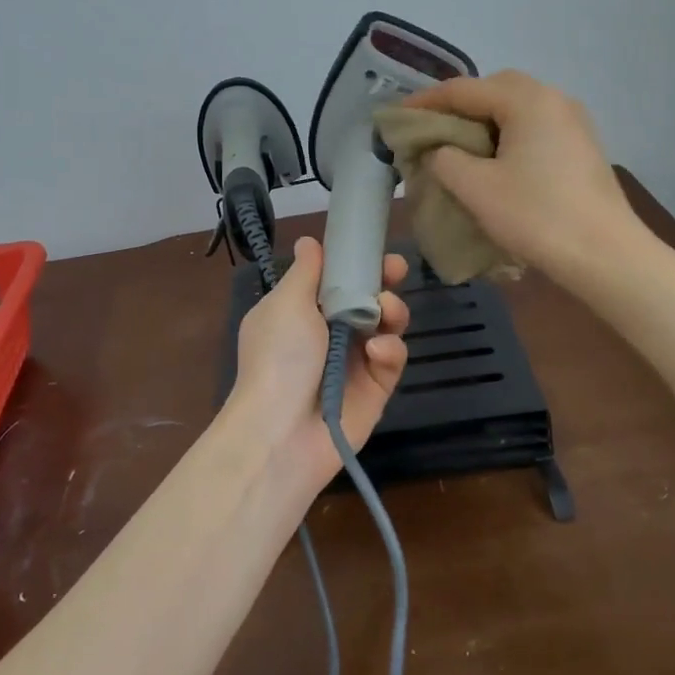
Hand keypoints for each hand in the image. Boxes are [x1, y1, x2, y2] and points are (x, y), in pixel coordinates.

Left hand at [227, 236, 410, 492]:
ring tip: (386, 310)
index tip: (374, 249)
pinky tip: (376, 352)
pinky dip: (389, 351)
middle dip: (384, 282)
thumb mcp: (286, 304)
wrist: (281, 432)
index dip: (356, 263)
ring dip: (391, 312)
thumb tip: (309, 242)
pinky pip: (392, 360)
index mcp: (301, 312)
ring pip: (385, 327)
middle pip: (366, 300)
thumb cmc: (278, 357)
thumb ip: (306, 272)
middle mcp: (328, 334)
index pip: (335, 280)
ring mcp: (354, 362)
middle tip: (396, 270)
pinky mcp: (375, 390)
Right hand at [403, 70, 636, 283]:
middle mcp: (554, 99)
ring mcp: (574, 123)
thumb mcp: (476, 188)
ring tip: (458, 146)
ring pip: (518, 107)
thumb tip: (438, 150)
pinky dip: (508, 134)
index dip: (425, 102)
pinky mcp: (582, 147)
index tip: (396, 118)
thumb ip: (445, 159)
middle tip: (431, 129)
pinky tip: (495, 161)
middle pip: (495, 88)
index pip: (464, 89)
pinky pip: (535, 126)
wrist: (606, 256)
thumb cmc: (537, 216)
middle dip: (459, 104)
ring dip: (484, 120)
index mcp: (527, 100)